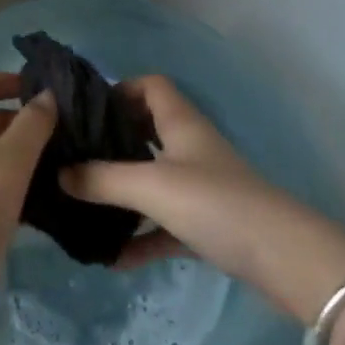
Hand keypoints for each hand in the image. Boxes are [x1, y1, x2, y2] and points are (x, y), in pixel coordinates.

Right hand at [60, 75, 344, 321]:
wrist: (284, 259)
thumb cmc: (215, 204)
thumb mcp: (151, 186)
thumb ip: (102, 180)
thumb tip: (59, 173)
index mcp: (180, 123)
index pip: (150, 86)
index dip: (120, 89)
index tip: (88, 111)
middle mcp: (190, 147)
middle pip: (147, 131)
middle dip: (112, 142)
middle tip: (75, 157)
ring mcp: (201, 187)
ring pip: (154, 179)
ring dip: (123, 192)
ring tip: (84, 205)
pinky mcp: (209, 224)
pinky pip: (165, 223)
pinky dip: (142, 235)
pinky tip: (114, 258)